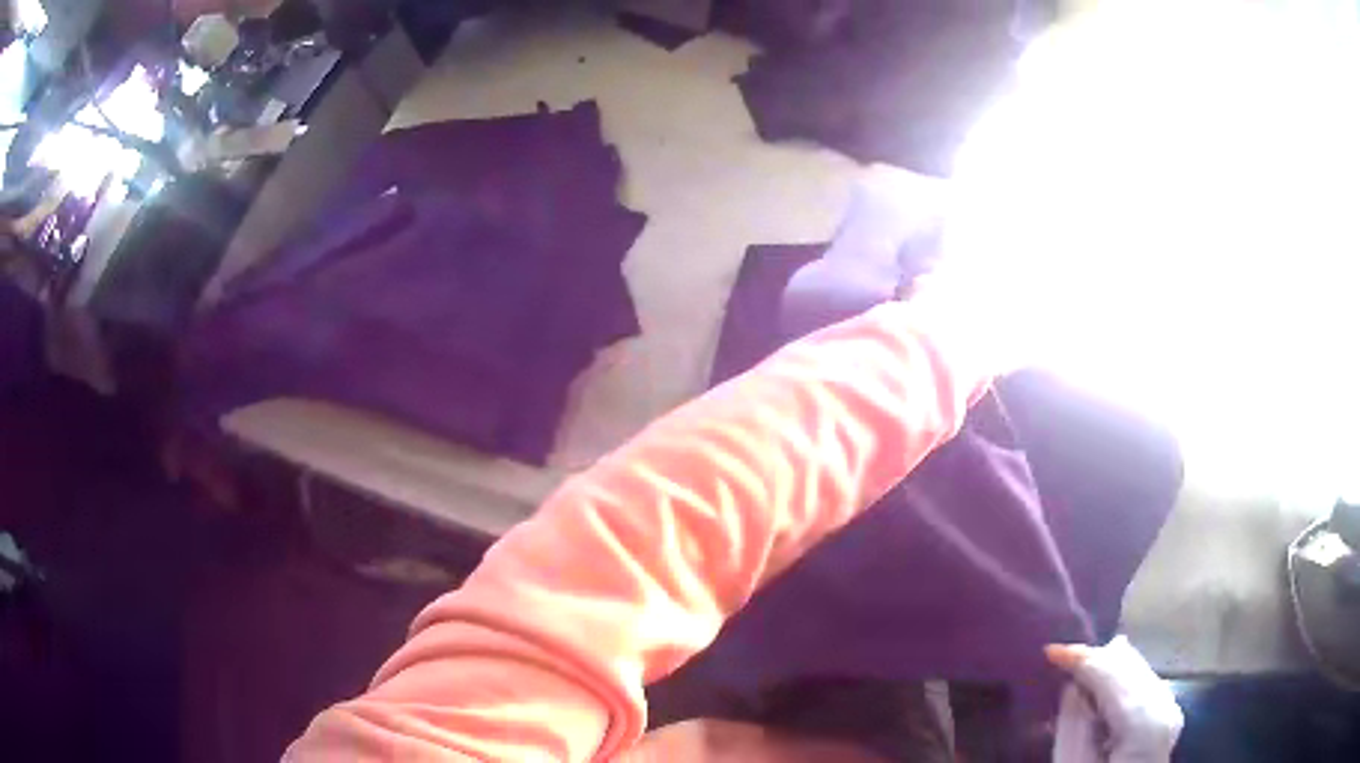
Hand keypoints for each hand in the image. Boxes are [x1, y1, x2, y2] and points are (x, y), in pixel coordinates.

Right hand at [1047, 636, 1182, 762]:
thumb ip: (1073, 725)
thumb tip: (1073, 685)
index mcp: (1145, 722)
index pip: (1113, 674)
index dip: (1082, 658)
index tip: (1050, 651)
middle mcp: (1165, 704)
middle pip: (1129, 665)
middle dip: (1095, 660)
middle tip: (1061, 663)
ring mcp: (1170, 707)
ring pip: (1137, 669)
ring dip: (1105, 671)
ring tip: (1075, 679)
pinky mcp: (1166, 713)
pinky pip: (1140, 683)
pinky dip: (1117, 683)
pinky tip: (1097, 696)